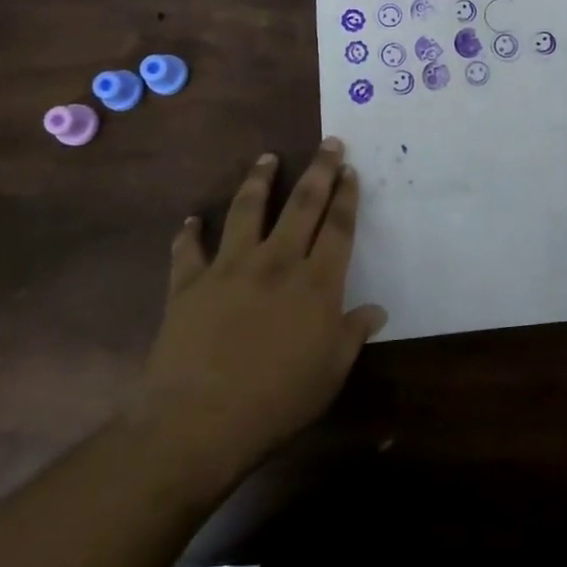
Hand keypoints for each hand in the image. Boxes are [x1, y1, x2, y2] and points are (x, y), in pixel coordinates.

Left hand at [128, 139, 385, 494]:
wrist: (198, 423)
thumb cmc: (276, 402)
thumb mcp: (330, 373)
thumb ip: (352, 334)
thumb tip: (377, 310)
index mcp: (315, 283)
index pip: (338, 227)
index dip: (346, 196)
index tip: (350, 171)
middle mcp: (276, 262)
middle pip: (302, 204)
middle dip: (319, 170)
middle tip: (328, 143)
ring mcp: (229, 268)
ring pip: (247, 210)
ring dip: (259, 181)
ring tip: (266, 158)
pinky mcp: (189, 284)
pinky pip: (188, 250)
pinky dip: (189, 233)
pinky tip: (192, 220)